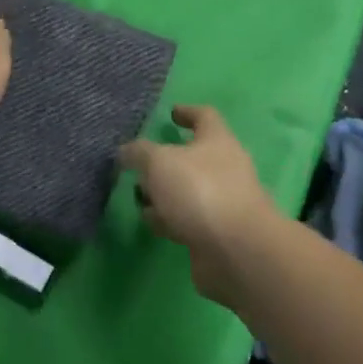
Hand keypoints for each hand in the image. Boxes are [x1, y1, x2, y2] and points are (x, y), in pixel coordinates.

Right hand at [120, 105, 279, 306]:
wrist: (236, 251)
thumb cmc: (200, 191)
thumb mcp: (159, 162)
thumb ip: (138, 153)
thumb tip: (126, 152)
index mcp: (218, 140)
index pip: (204, 116)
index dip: (187, 112)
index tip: (171, 113)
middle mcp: (225, 168)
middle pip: (193, 157)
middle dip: (166, 161)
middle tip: (141, 165)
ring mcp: (223, 202)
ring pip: (188, 191)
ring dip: (165, 194)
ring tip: (139, 198)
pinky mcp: (217, 234)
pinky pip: (188, 219)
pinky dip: (170, 219)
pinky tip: (153, 224)